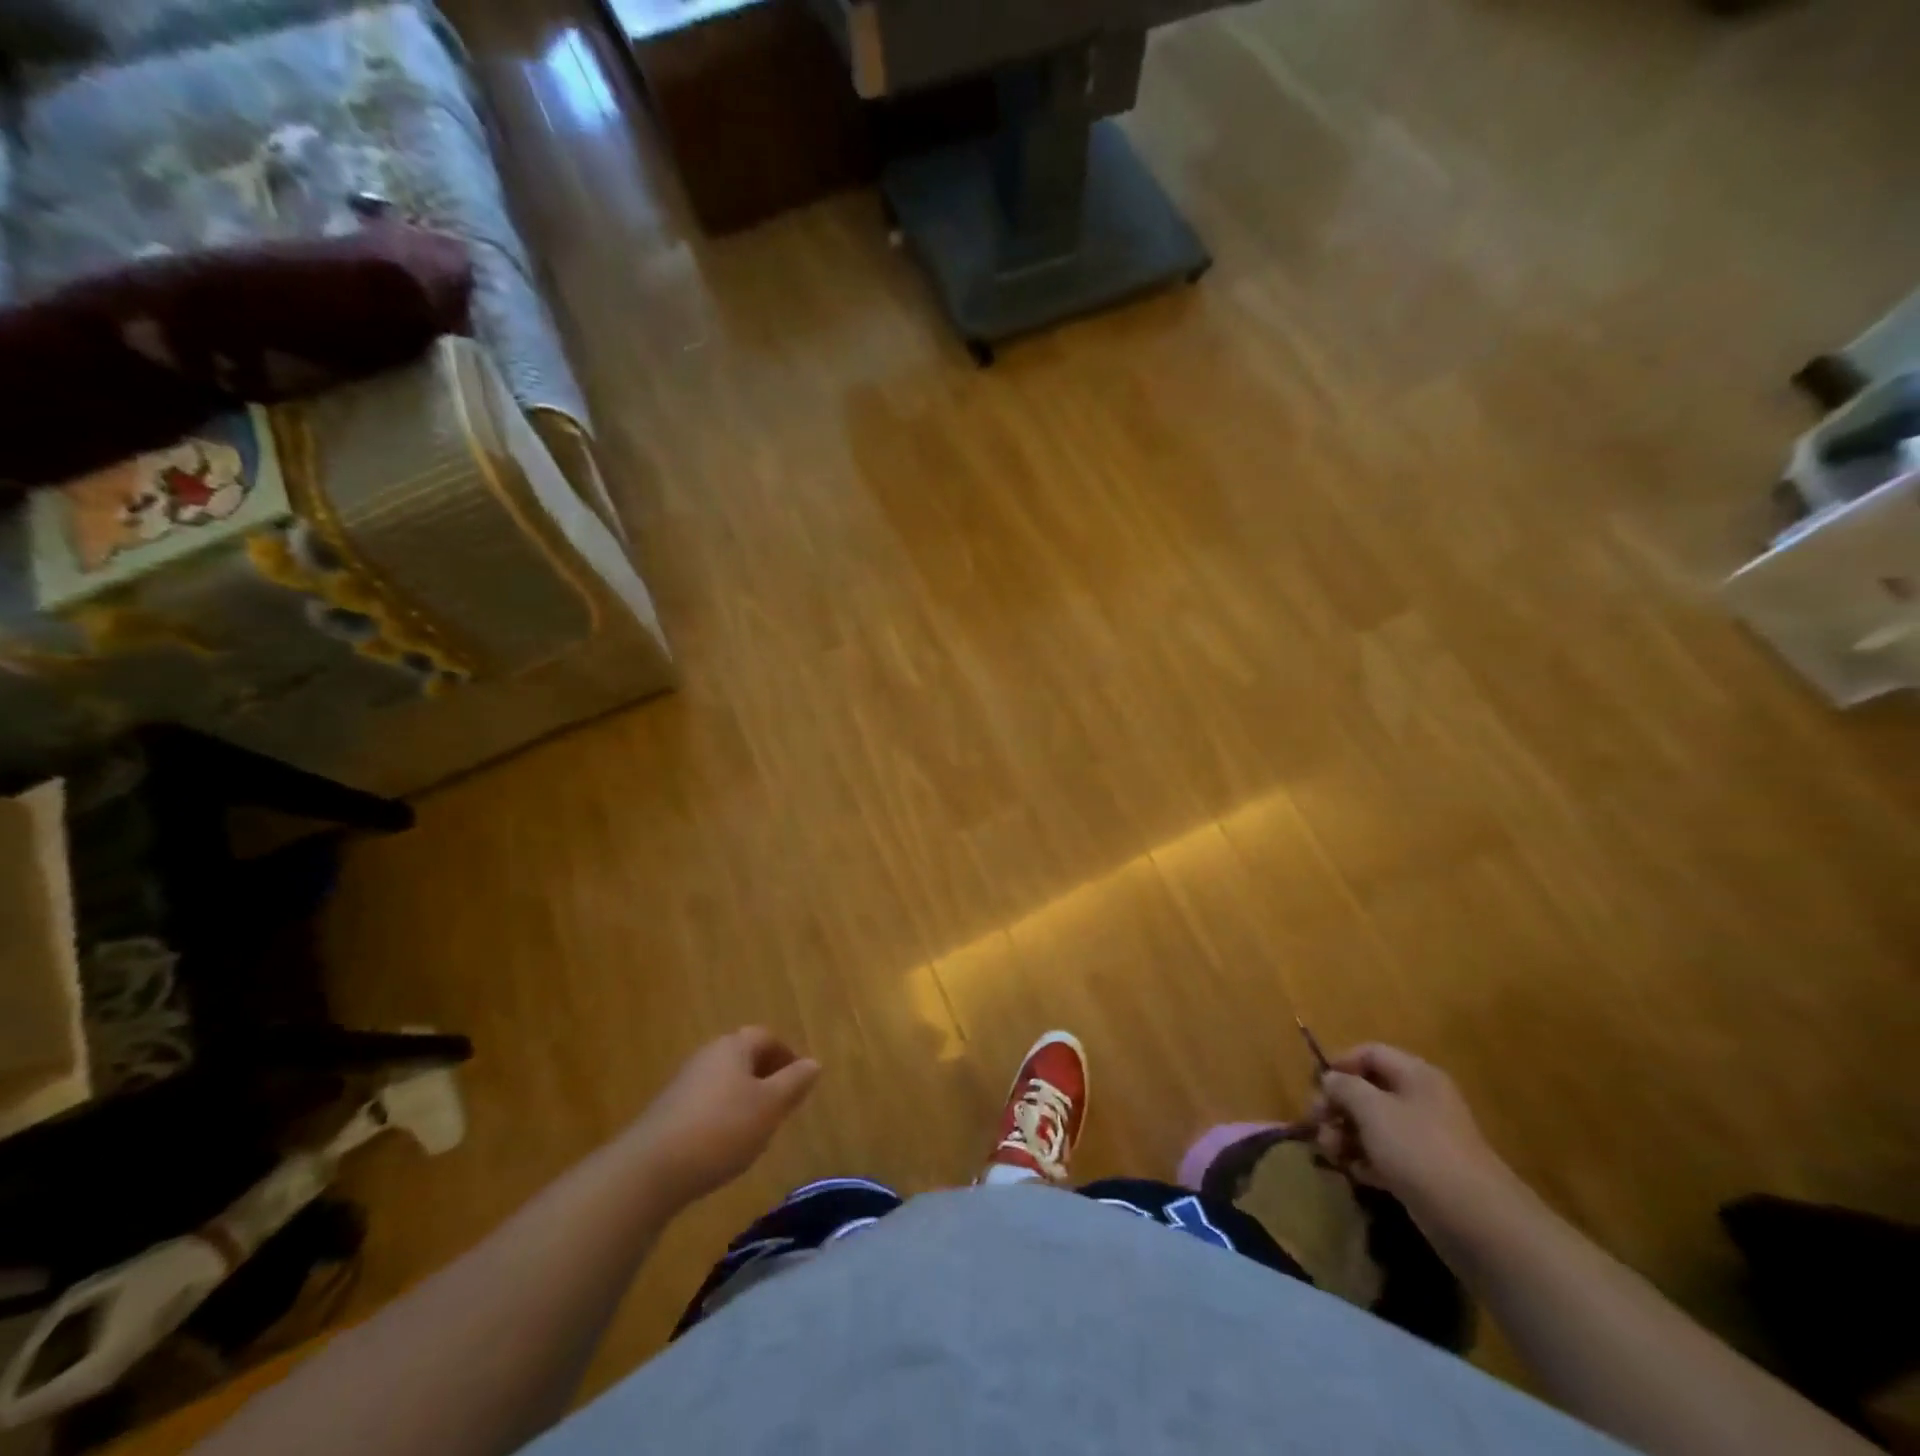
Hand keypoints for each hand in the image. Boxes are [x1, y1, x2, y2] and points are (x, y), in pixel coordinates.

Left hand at [629, 1028, 820, 1205]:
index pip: (766, 1037)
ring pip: (724, 1081)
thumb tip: (814, 1063)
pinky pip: (706, 1103)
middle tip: (782, 1103)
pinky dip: (722, 1115)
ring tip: (758, 1127)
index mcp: (733, 1047)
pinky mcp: (668, 1112)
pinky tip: (725, 1144)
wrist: (650, 1170)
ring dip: (744, 1097)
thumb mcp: (769, 1107)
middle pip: (743, 1056)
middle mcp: (707, 1056)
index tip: (800, 1081)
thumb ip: (794, 1083)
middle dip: (766, 1075)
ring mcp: (684, 1083)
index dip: (786, 1055)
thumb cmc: (721, 1129)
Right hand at [1310, 1043, 1514, 1218]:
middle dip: (1338, 1106)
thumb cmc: (1419, 1150)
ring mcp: (1425, 1139)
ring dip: (1346, 1135)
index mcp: (1416, 1075)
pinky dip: (1365, 1160)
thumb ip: (1345, 1087)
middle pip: (1369, 1090)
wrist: (1477, 1222)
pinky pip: (1386, 1155)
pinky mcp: (1425, 1172)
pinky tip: (1352, 1172)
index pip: (1370, 1053)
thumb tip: (1330, 1079)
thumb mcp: (1373, 1110)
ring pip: (1374, 1125)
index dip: (1340, 1064)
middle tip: (1316, 1124)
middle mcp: (1422, 1101)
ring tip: (1330, 1152)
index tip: (1316, 1087)